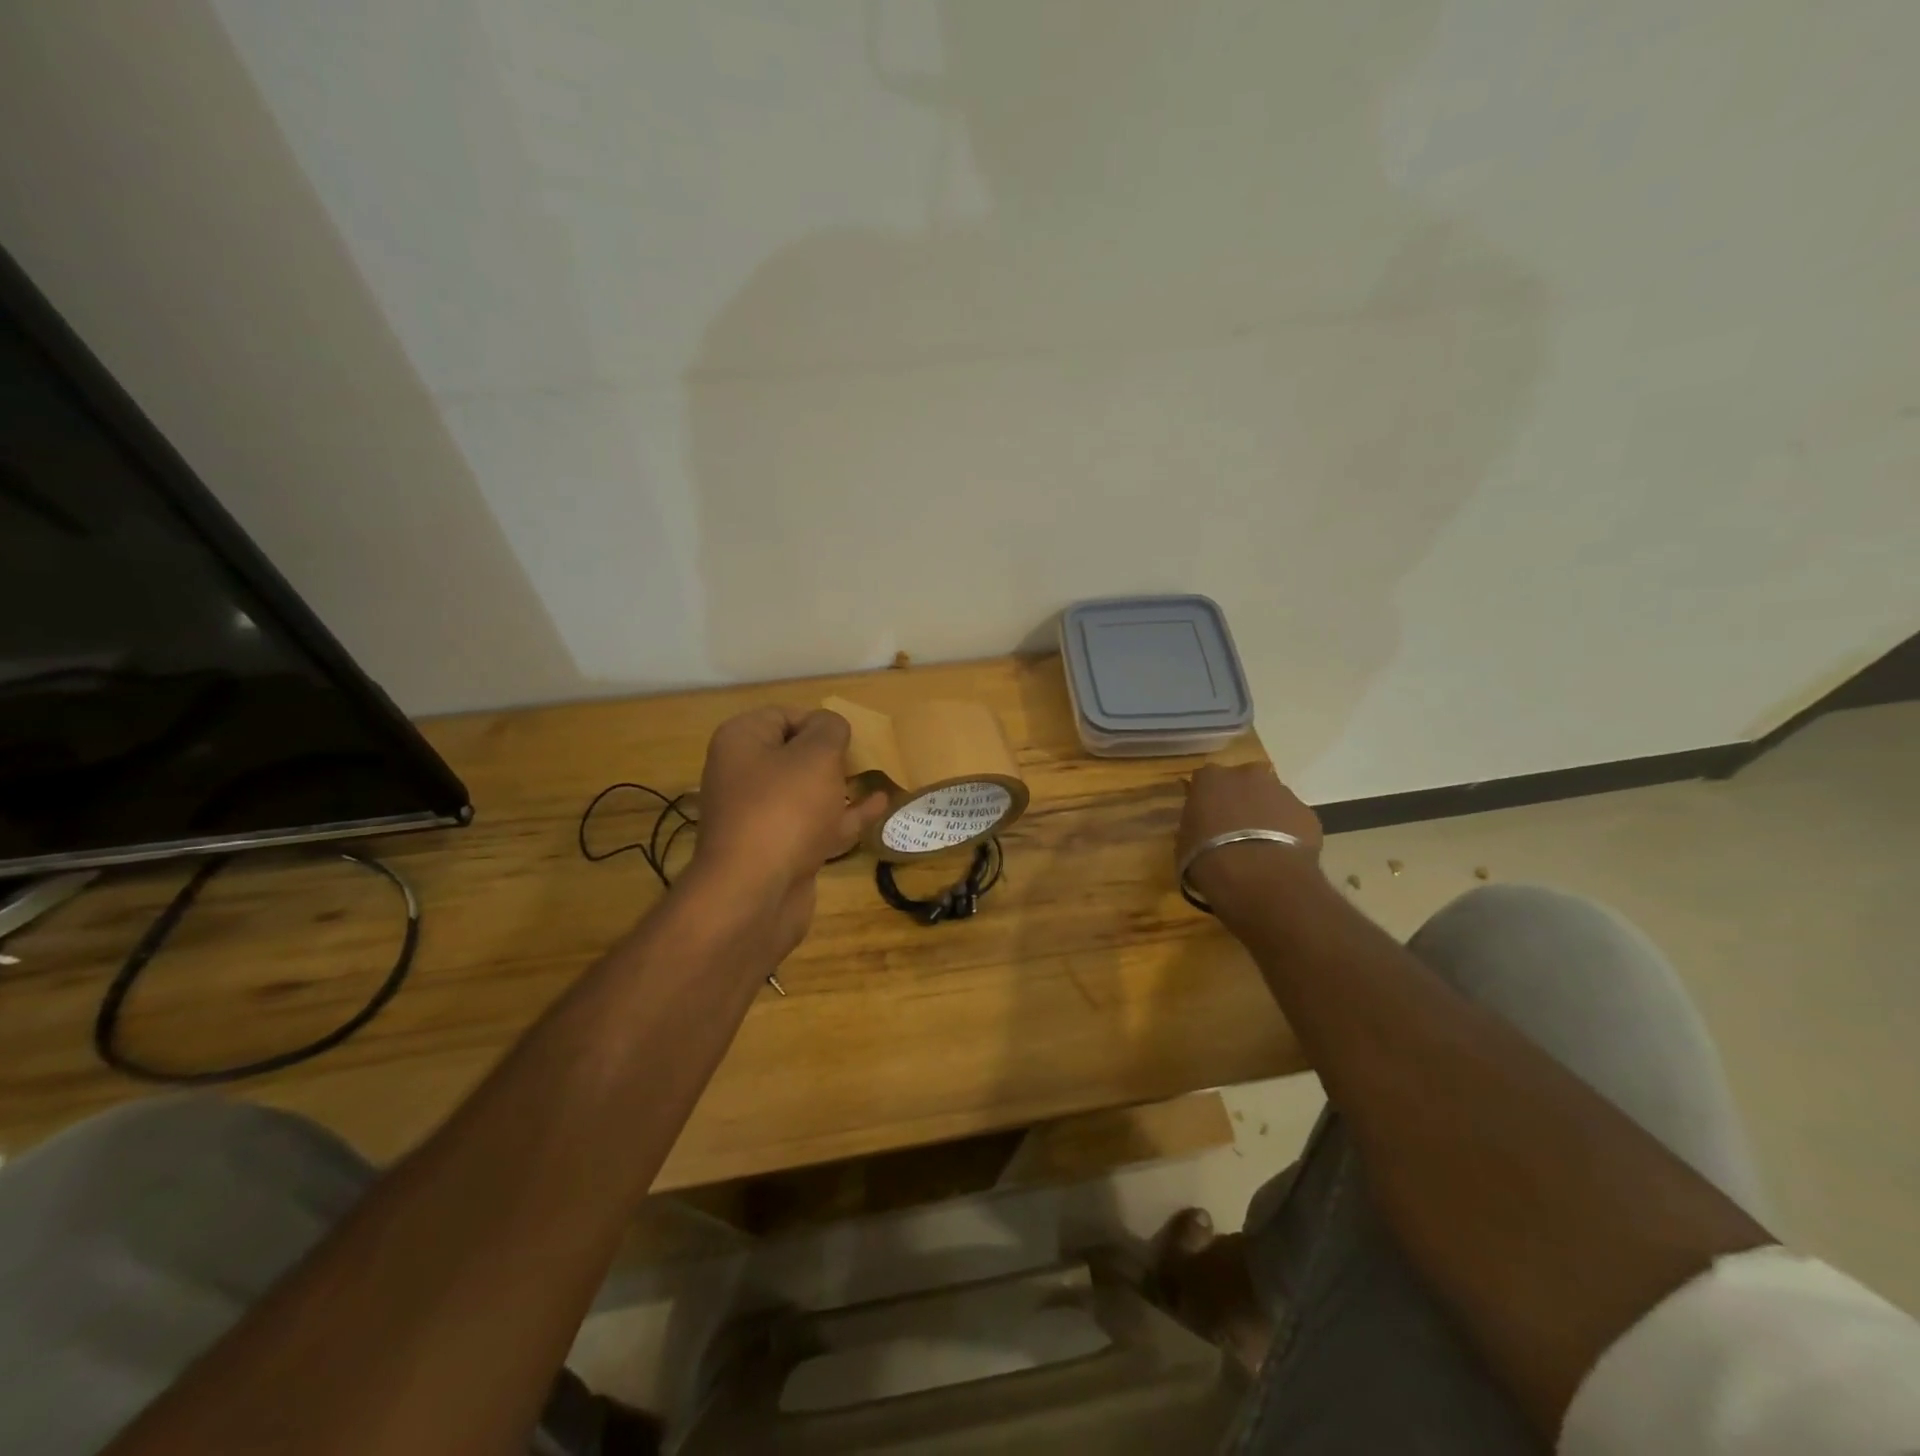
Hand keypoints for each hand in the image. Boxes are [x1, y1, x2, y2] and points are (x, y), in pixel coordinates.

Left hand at [685, 707, 887, 953]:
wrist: (755, 894)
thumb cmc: (785, 808)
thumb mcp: (816, 755)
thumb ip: (830, 729)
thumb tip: (831, 727)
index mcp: (742, 742)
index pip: (783, 715)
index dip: (819, 721)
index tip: (850, 735)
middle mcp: (744, 776)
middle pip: (795, 755)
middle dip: (832, 755)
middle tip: (865, 755)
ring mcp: (761, 817)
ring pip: (807, 792)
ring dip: (840, 785)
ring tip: (876, 776)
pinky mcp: (780, 850)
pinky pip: (816, 824)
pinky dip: (846, 815)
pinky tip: (879, 806)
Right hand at [1178, 763, 1323, 918]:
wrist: (1260, 876)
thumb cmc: (1209, 858)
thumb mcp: (1185, 844)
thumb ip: (1194, 827)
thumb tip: (1201, 830)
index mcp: (1210, 778)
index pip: (1204, 780)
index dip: (1205, 800)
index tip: (1204, 818)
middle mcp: (1247, 774)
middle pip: (1242, 783)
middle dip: (1239, 801)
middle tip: (1234, 830)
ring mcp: (1281, 791)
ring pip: (1271, 799)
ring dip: (1266, 815)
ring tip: (1260, 847)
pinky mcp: (1307, 813)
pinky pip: (1292, 820)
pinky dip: (1288, 833)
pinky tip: (1281, 856)